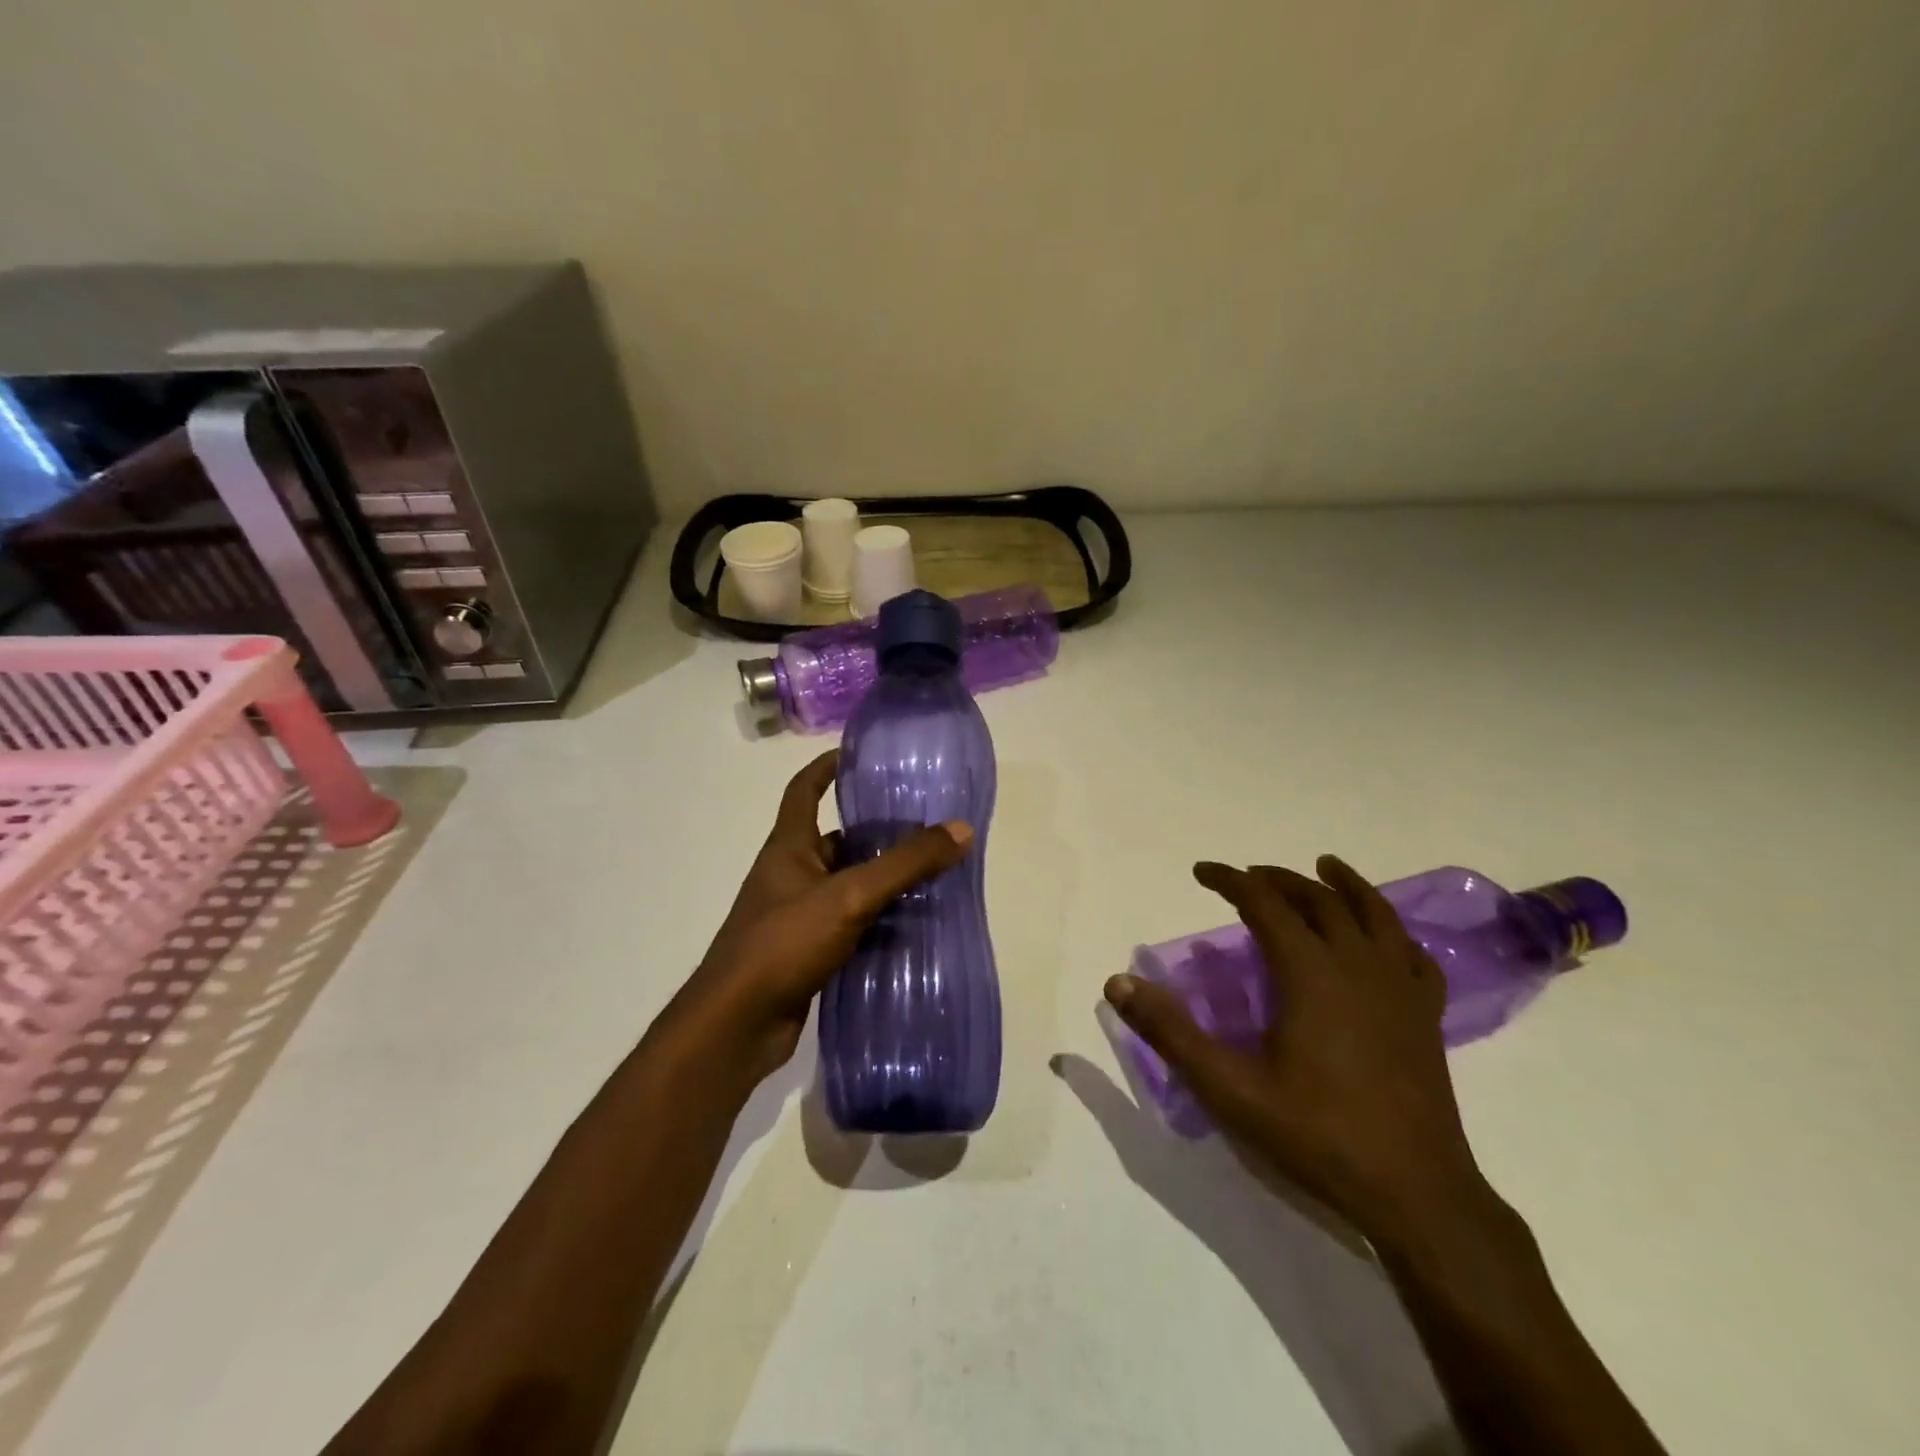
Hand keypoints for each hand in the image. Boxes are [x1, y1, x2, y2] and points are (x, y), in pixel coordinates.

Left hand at [668, 751, 970, 1086]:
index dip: (826, 768)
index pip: (803, 791)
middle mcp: (790, 876)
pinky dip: (875, 921)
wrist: (737, 1025)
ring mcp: (796, 917)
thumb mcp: (849, 896)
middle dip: (874, 833)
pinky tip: (910, 928)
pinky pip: (847, 925)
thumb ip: (904, 864)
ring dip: (880, 881)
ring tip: (930, 877)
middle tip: (923, 829)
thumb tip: (960, 829)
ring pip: (845, 886)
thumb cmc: (784, 944)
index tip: (858, 756)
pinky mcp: (806, 953)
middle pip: (834, 841)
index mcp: (789, 848)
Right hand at [1105, 855, 1498, 1249]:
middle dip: (1279, 880)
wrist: (1416, 1195)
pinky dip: (1394, 933)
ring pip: (1375, 915)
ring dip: (1345, 886)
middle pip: (1318, 900)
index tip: (1202, 872)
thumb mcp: (1228, 1088)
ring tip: (1326, 867)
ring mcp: (1400, 989)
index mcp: (1310, 972)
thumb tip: (1118, 983)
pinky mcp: (1427, 1017)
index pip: (1264, 903)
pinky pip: (1414, 957)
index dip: (1230, 880)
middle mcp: (1357, 965)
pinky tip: (1387, 938)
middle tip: (1248, 877)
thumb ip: (1171, 1032)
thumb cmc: (1317, 1134)